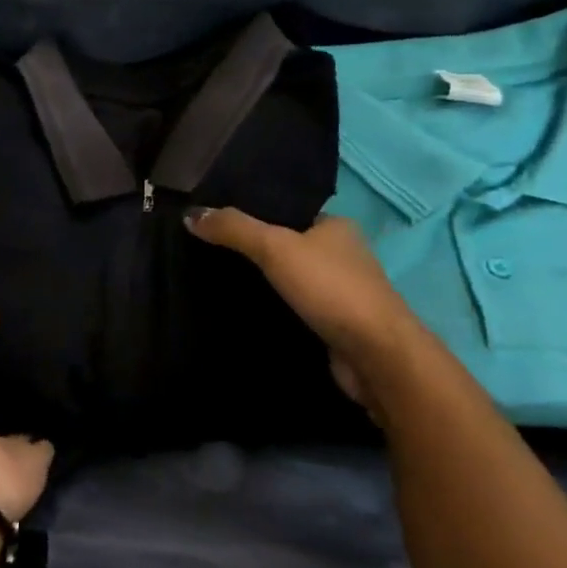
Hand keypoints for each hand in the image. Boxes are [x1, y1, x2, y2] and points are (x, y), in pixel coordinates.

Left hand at [0, 306, 54, 521]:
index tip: (8, 319)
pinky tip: (78, 399)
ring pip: (24, 410)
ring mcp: (4, 442)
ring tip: (66, 362)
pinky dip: (60, 423)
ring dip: (38, 394)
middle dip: (14, 367)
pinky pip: (50, 435)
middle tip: (44, 336)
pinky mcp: (34, 460)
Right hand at [186, 208, 422, 399]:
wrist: (375, 355)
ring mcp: (339, 292)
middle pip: (286, 246)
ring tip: (217, 281)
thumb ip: (234, 229)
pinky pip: (294, 308)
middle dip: (252, 251)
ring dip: (262, 283)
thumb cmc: (329, 289)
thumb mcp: (275, 247)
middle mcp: (341, 255)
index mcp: (335, 226)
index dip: (253, 214)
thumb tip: (191, 214)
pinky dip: (273, 309)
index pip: (287, 212)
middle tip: (208, 253)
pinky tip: (243, 311)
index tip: (215, 222)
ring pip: (290, 280)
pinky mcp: (333, 325)